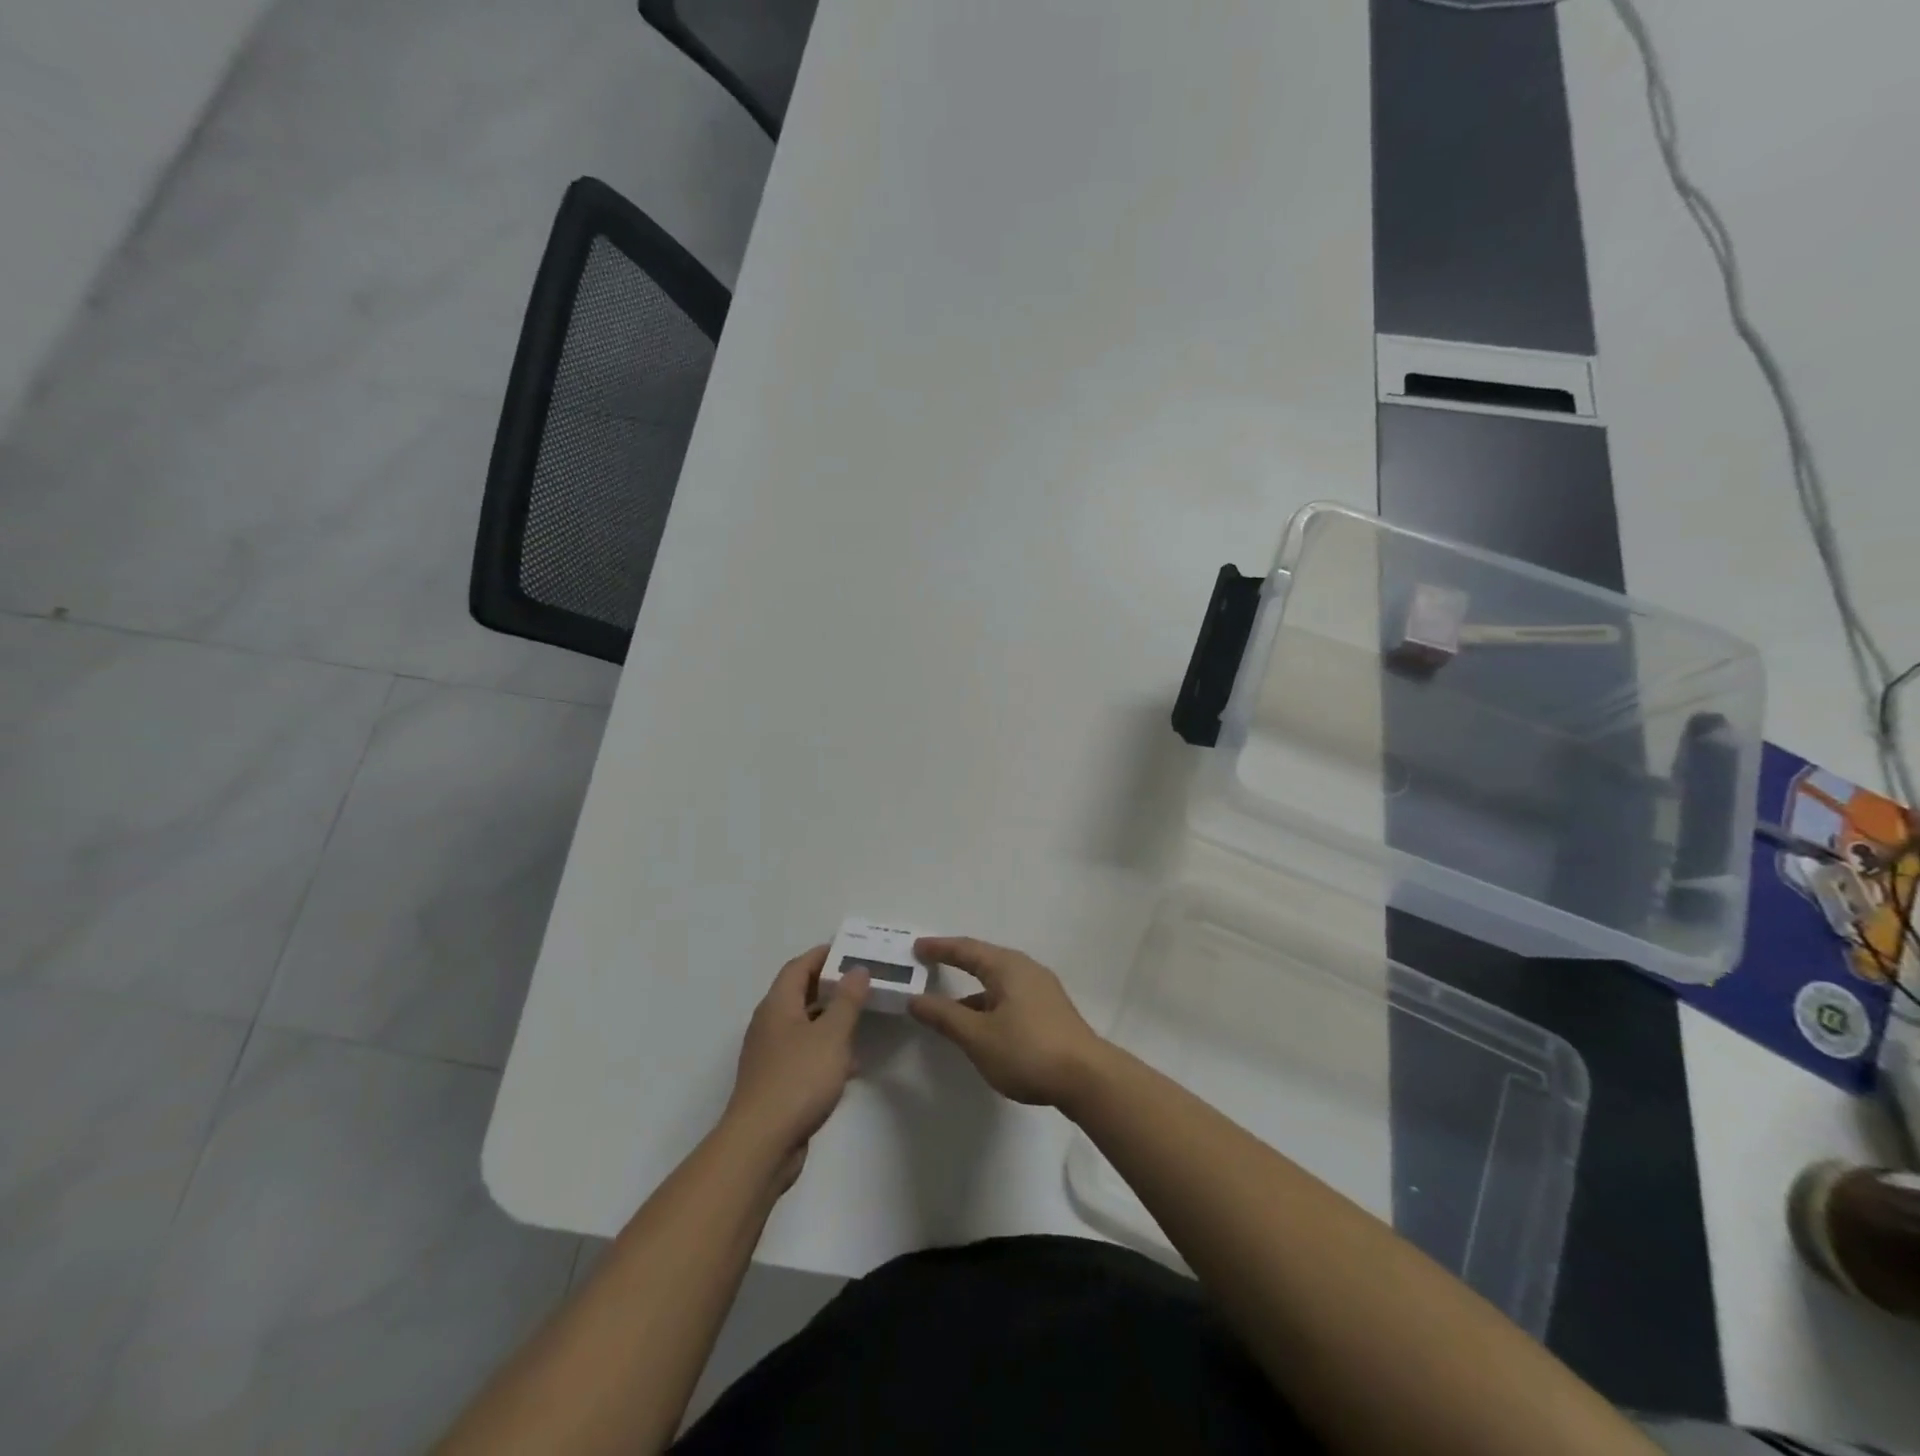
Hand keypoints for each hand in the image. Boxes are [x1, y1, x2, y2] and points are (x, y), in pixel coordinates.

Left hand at [723, 947, 868, 1187]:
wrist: (761, 1145)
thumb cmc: (798, 1079)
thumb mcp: (832, 1035)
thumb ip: (847, 1000)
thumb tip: (856, 969)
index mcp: (777, 1005)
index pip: (798, 967)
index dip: (823, 955)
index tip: (851, 950)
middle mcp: (769, 1025)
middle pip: (800, 994)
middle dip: (831, 986)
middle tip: (863, 982)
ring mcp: (770, 1056)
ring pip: (804, 1026)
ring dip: (831, 1020)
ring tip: (863, 1019)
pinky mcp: (776, 1084)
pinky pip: (804, 1055)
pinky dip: (826, 1051)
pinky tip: (850, 1065)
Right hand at [909, 937, 1106, 1107]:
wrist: (1087, 1078)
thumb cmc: (1027, 1051)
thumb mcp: (978, 1036)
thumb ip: (944, 1016)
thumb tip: (916, 999)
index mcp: (1007, 967)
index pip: (966, 949)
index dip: (940, 948)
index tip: (916, 947)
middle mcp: (1026, 970)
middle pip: (984, 959)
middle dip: (956, 962)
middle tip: (929, 964)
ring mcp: (1041, 990)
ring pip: (998, 981)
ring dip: (972, 988)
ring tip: (947, 1004)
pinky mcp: (1050, 1011)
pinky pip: (1009, 995)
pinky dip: (988, 1002)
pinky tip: (980, 1025)